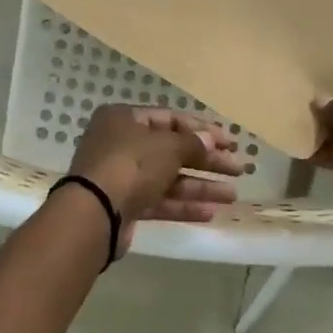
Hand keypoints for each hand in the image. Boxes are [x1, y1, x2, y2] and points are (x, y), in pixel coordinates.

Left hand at [67, 105, 245, 249]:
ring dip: (200, 186)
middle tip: (238, 169)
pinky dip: (183, 205)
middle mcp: (121, 143)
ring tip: (232, 195)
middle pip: (171, 150)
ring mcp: (121, 176)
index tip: (230, 142)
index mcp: (125, 119)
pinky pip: (159, 201)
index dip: (202, 130)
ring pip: (168, 178)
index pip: (170, 119)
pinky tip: (211, 213)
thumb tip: (209, 140)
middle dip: (206, 161)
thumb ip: (192, 143)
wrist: (94, 214)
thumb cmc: (131, 165)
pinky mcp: (124, 205)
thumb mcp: (167, 147)